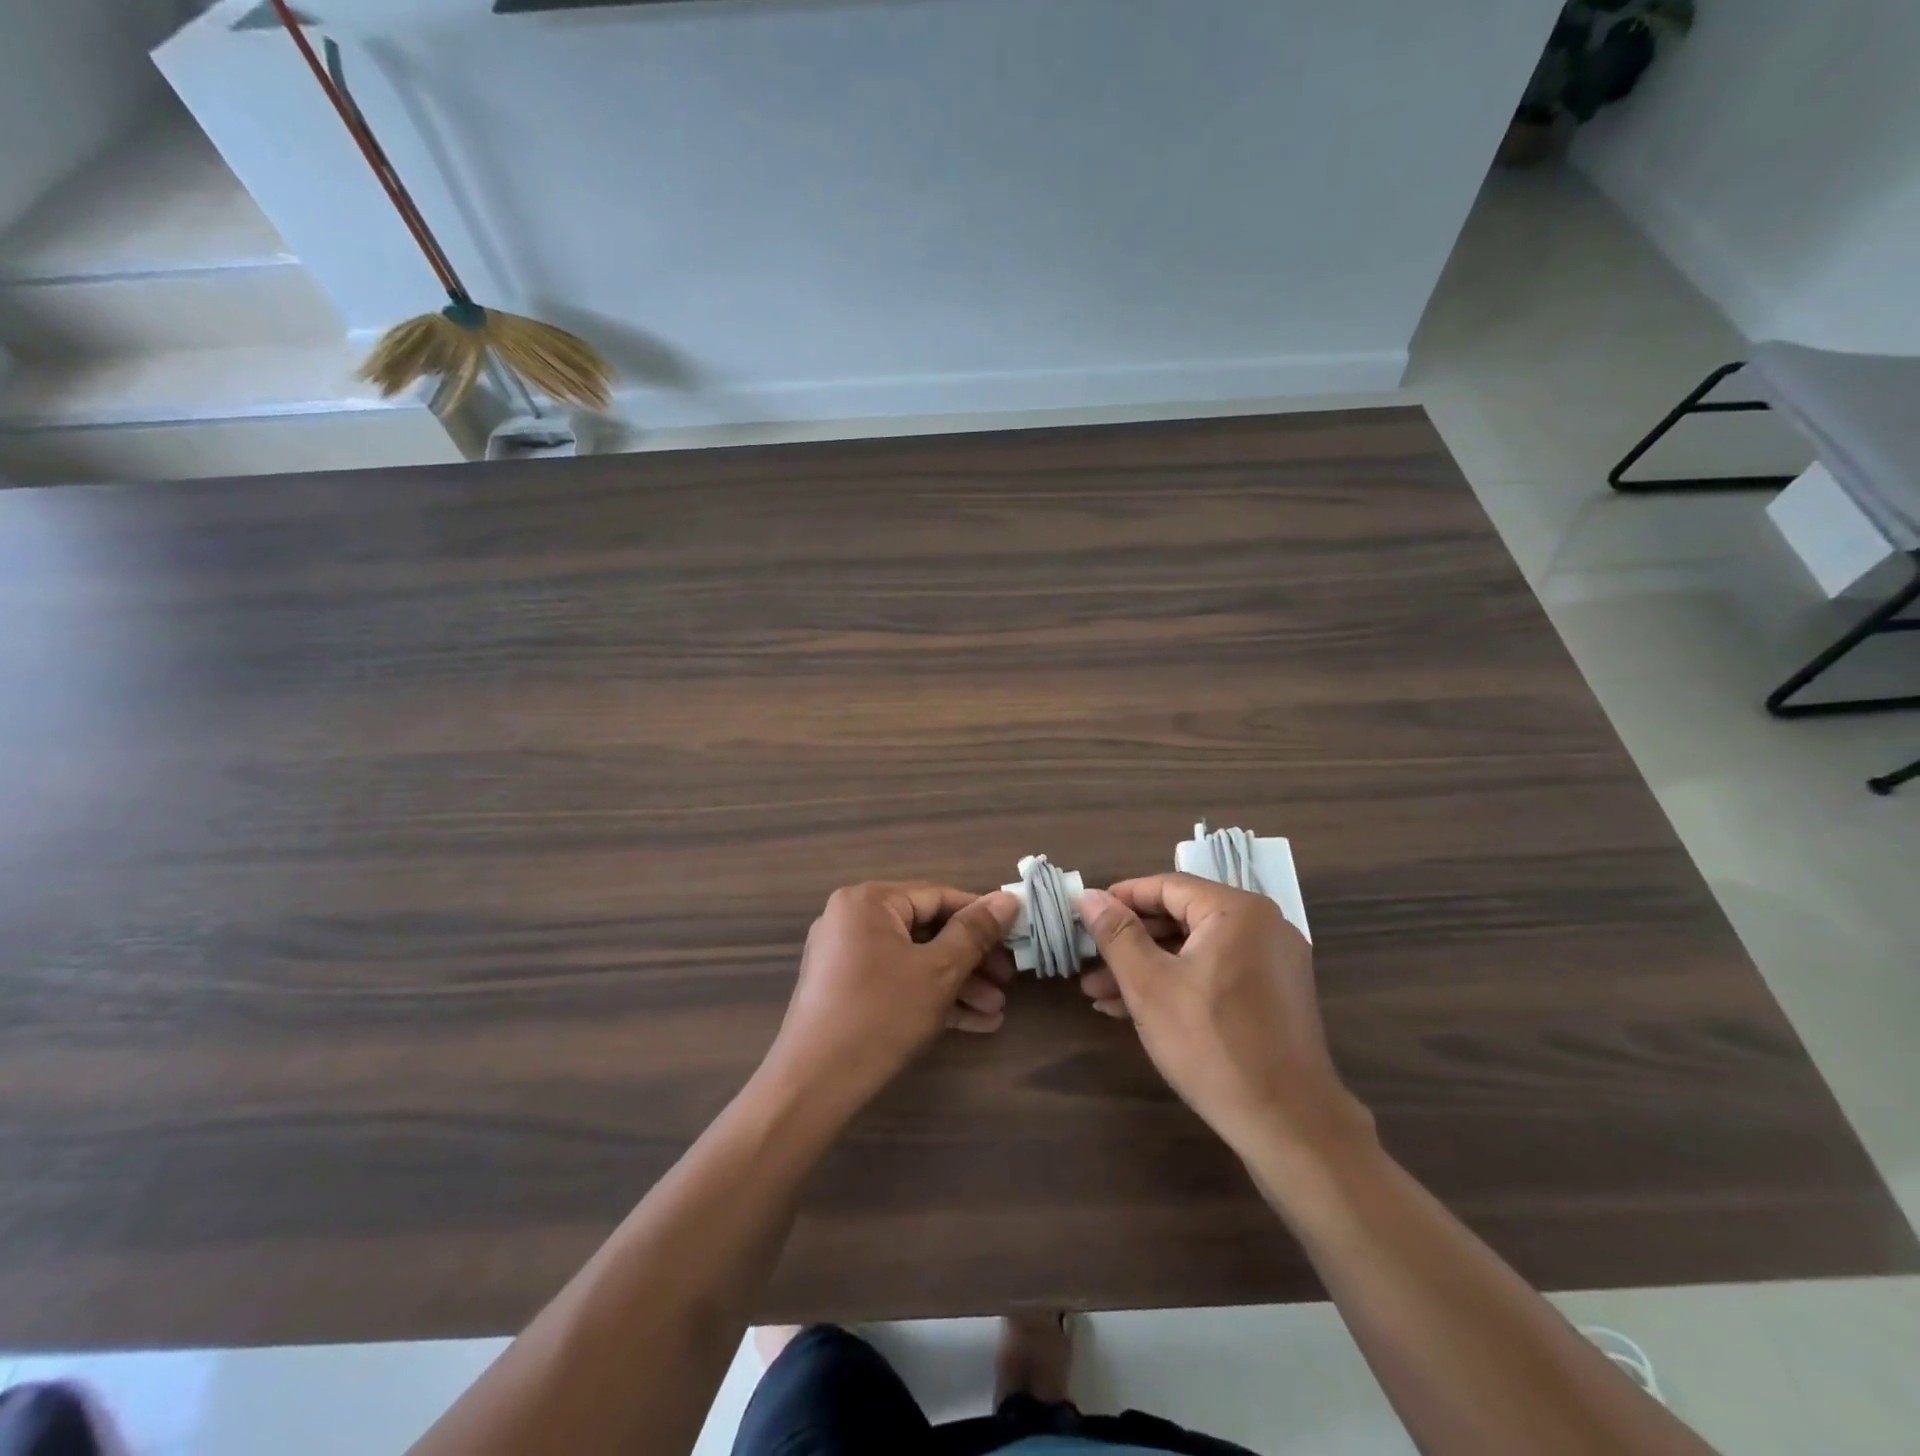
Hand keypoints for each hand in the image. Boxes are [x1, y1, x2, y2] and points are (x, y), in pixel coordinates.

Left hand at [761, 882, 1020, 1115]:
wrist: (814, 1086)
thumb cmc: (881, 1015)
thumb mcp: (938, 972)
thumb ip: (975, 933)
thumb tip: (1007, 899)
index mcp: (869, 901)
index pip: (938, 896)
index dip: (981, 916)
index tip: (1016, 935)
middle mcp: (852, 919)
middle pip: (926, 930)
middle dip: (971, 960)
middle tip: (1008, 981)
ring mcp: (845, 956)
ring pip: (913, 960)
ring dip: (957, 984)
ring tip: (996, 1011)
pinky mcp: (844, 990)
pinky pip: (895, 981)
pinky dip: (929, 997)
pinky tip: (972, 1023)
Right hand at [1076, 875, 1370, 1162]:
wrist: (1289, 1124)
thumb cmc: (1211, 1043)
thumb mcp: (1149, 985)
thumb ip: (1116, 934)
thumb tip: (1088, 896)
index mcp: (1238, 911)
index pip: (1166, 886)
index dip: (1120, 900)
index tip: (1084, 917)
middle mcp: (1262, 926)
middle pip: (1181, 918)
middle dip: (1129, 943)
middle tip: (1088, 962)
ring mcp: (1273, 963)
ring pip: (1196, 951)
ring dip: (1147, 968)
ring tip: (1100, 995)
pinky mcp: (1274, 997)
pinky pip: (1216, 973)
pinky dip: (1178, 984)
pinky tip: (1136, 1009)